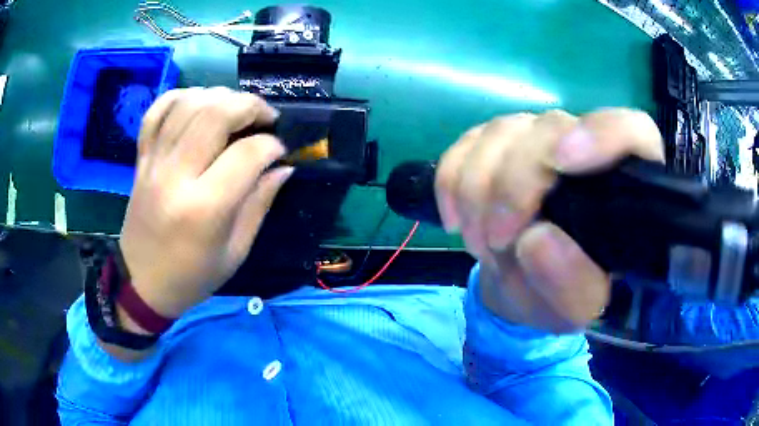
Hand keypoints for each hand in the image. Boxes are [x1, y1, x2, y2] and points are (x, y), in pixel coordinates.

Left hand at [120, 87, 291, 318]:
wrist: (141, 281)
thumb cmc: (192, 276)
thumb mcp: (235, 252)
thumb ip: (259, 204)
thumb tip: (282, 167)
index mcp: (204, 209)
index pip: (247, 154)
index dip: (272, 145)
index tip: (280, 151)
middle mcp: (176, 177)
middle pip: (216, 115)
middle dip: (250, 106)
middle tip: (265, 117)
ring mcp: (154, 163)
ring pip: (188, 104)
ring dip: (220, 96)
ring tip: (235, 109)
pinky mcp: (141, 159)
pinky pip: (156, 112)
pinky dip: (180, 97)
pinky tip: (197, 103)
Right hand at [435, 109, 663, 332]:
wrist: (530, 283)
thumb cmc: (567, 295)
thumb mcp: (577, 309)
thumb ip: (571, 286)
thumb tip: (535, 239)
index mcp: (627, 185)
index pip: (632, 131)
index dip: (602, 134)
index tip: (562, 162)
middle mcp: (587, 148)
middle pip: (550, 128)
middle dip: (512, 185)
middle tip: (496, 242)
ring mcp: (541, 139)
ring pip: (503, 132)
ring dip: (477, 190)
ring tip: (481, 244)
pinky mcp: (502, 144)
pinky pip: (466, 143)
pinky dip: (451, 181)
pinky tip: (455, 219)